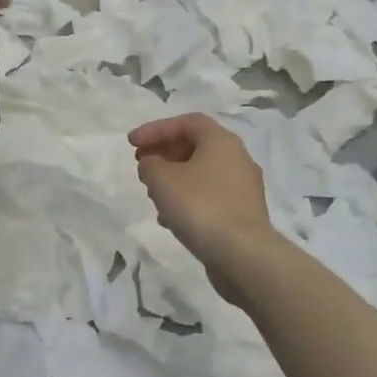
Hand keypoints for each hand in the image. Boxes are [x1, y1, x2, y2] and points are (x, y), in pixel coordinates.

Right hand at [130, 114, 274, 291]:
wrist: (242, 254)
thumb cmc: (199, 206)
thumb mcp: (161, 178)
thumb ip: (150, 164)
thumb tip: (153, 165)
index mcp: (221, 141)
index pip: (186, 122)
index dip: (155, 129)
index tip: (132, 144)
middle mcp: (238, 158)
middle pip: (195, 146)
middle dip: (164, 152)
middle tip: (142, 164)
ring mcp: (244, 187)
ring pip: (202, 172)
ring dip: (174, 177)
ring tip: (153, 193)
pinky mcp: (243, 213)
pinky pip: (210, 195)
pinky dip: (188, 198)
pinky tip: (170, 218)